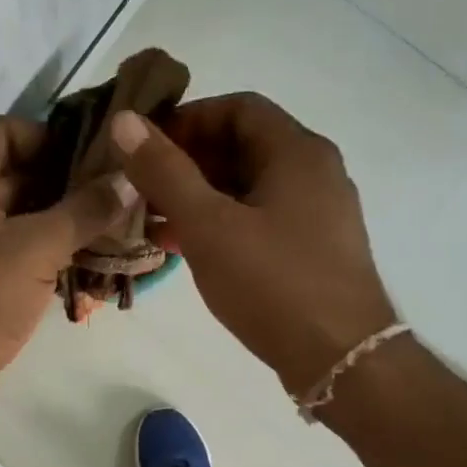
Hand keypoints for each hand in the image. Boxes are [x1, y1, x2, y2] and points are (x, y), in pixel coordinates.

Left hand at [0, 115, 134, 418]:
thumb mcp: (35, 248)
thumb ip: (85, 210)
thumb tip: (129, 178)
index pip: (5, 131)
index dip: (52, 137)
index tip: (98, 157)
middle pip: (16, 172)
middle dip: (67, 182)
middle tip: (121, 191)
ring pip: (21, 214)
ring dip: (64, 218)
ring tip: (118, 223)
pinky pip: (18, 247)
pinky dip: (50, 249)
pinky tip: (93, 257)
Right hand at [110, 94, 395, 395]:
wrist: (341, 358)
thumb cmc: (273, 283)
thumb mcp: (209, 225)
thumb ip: (165, 172)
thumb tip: (125, 122)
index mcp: (297, 152)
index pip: (237, 108)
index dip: (187, 120)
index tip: (146, 149)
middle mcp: (314, 173)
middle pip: (242, 148)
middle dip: (187, 164)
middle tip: (142, 189)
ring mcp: (317, 215)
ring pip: (248, 189)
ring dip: (199, 198)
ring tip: (152, 222)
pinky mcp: (312, 251)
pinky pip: (259, 221)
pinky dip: (221, 226)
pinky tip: (185, 250)